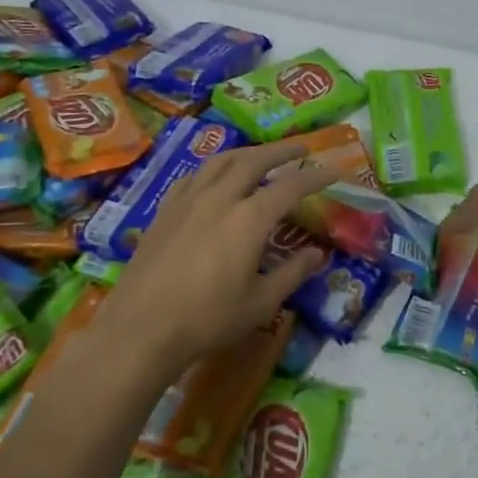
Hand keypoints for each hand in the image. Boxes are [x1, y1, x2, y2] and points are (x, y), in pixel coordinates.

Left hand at [98, 141, 335, 369]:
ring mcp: (187, 201)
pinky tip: (215, 176)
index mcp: (249, 219)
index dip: (316, 176)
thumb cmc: (208, 319)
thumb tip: (318, 254)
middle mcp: (219, 198)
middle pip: (254, 161)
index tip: (335, 170)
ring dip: (247, 152)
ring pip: (220, 161)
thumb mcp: (261, 303)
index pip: (290, 186)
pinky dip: (213, 168)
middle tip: (301, 149)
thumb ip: (293, 273)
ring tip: (261, 154)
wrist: (142, 328)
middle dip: (281, 151)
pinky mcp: (164, 211)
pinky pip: (193, 176)